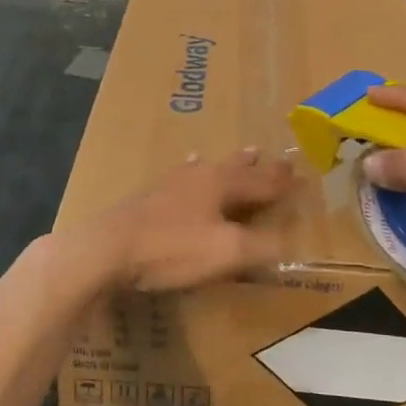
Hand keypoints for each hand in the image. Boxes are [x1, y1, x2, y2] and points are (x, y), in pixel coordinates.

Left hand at [69, 148, 294, 294]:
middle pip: (234, 168)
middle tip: (267, 152)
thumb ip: (261, 247)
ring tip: (239, 154)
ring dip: (227, 163)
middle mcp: (198, 177)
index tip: (297, 171)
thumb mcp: (226, 253)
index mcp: (221, 185)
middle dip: (254, 165)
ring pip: (207, 168)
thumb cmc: (172, 248)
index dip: (279, 181)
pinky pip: (181, 176)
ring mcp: (170, 184)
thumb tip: (292, 244)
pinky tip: (186, 167)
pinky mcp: (149, 197)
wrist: (108, 248)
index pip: (260, 182)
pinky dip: (192, 171)